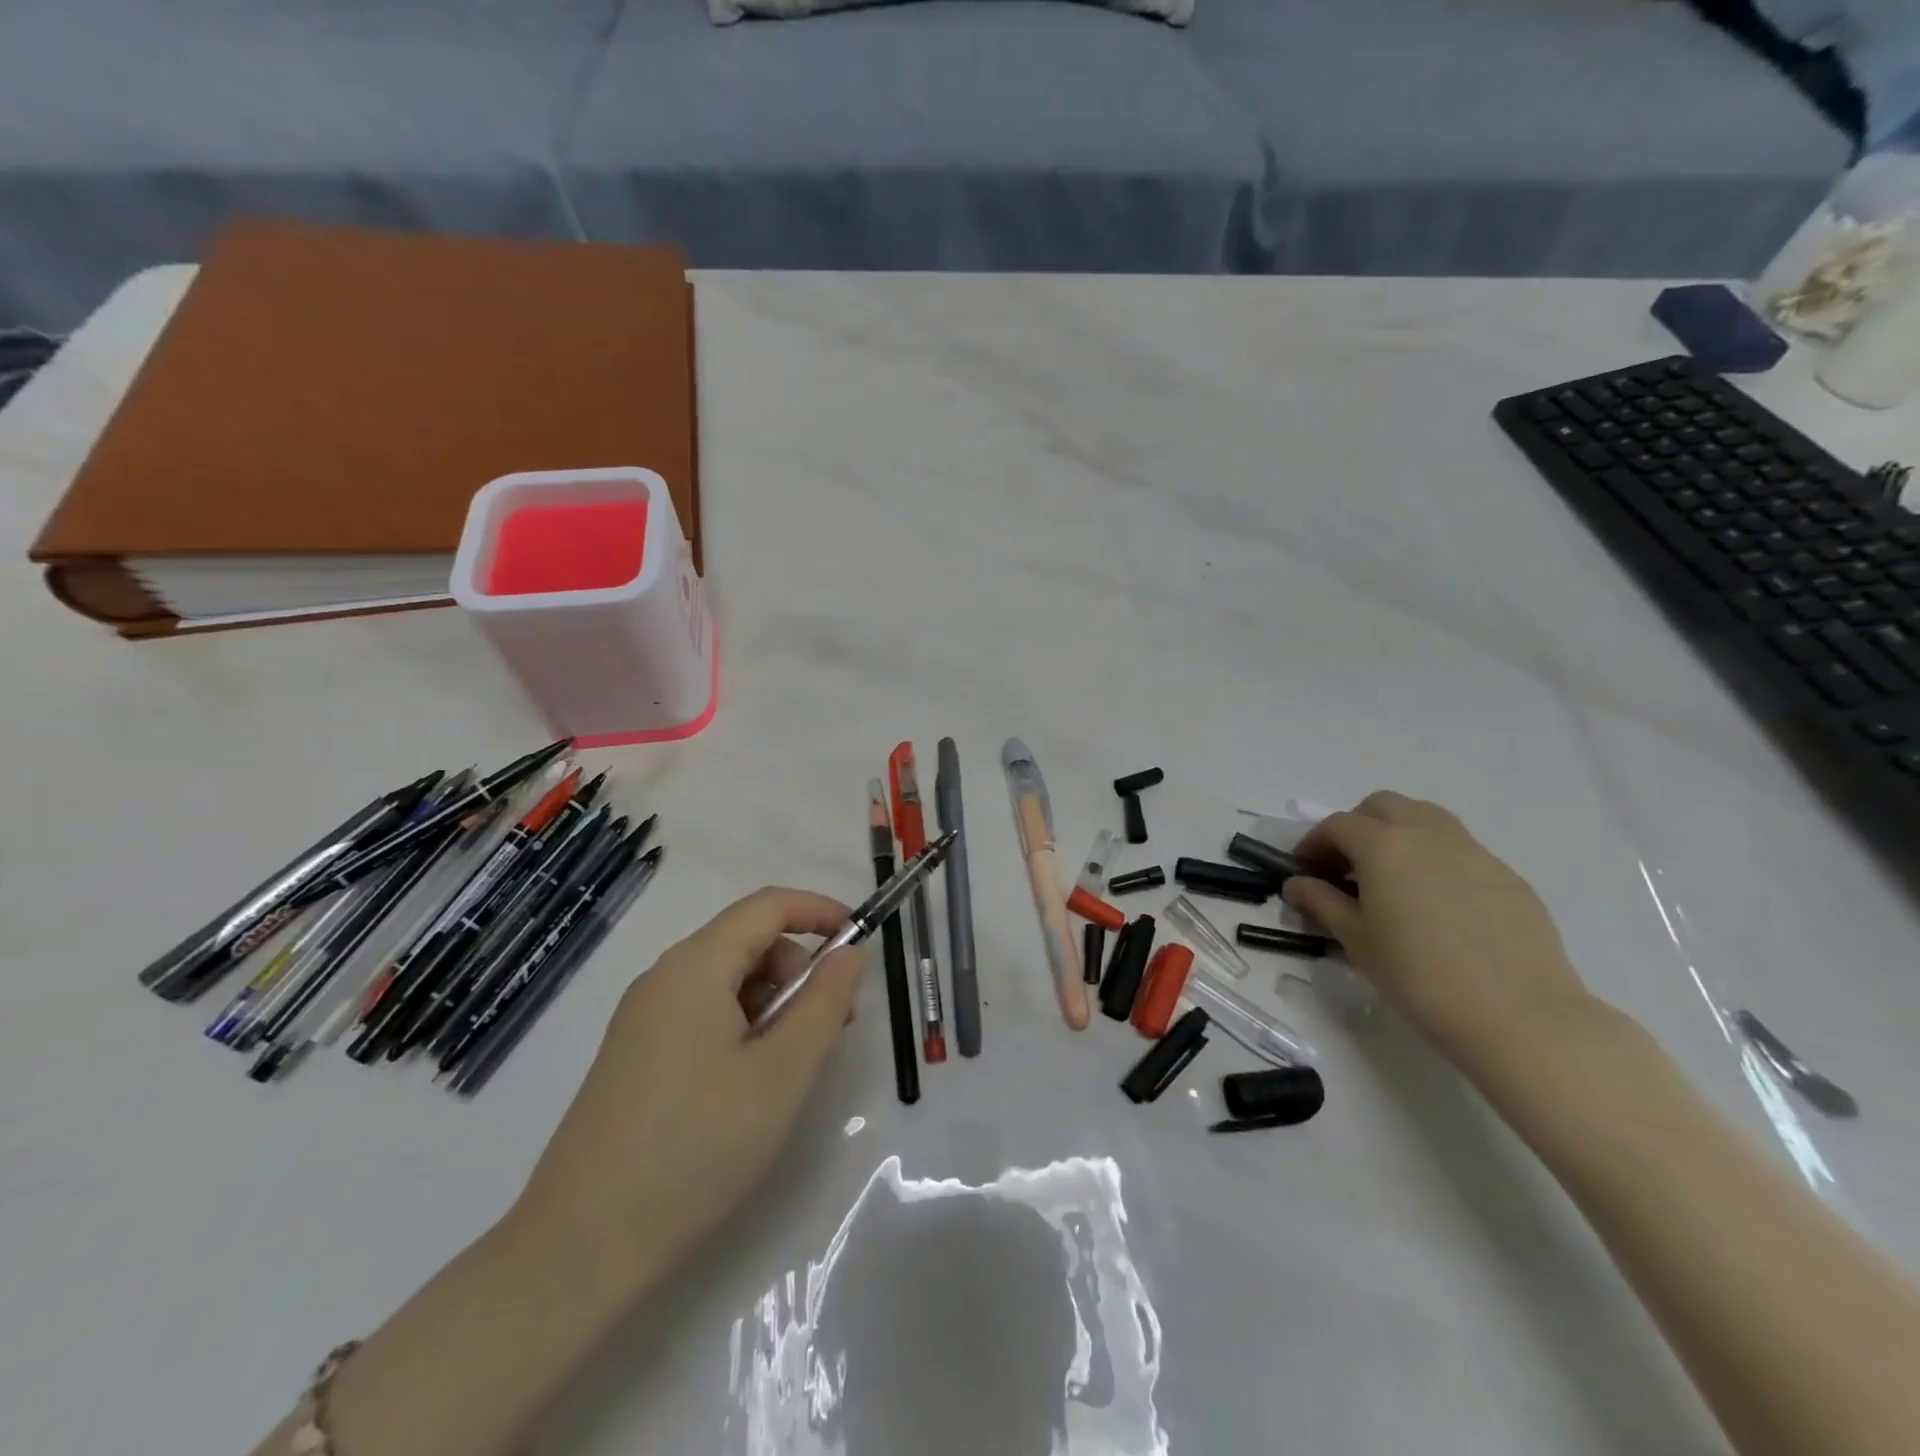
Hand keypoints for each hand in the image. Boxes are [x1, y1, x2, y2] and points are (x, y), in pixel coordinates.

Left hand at [510, 887, 863, 1291]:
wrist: (580, 1248)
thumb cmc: (696, 1147)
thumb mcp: (782, 1072)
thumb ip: (824, 1003)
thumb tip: (849, 954)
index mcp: (695, 967)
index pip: (767, 905)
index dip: (819, 911)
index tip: (860, 939)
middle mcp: (663, 978)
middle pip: (747, 941)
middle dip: (798, 968)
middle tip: (830, 1026)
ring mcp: (643, 1019)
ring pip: (726, 980)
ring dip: (773, 1001)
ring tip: (791, 1065)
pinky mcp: (634, 1056)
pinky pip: (702, 1013)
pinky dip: (742, 1026)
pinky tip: (750, 1082)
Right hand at [1281, 792, 1593, 1065]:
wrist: (1518, 1015)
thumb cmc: (1418, 976)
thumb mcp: (1356, 940)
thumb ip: (1321, 903)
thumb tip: (1297, 885)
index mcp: (1384, 846)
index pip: (1338, 825)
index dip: (1314, 844)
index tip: (1305, 873)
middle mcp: (1428, 834)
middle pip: (1383, 807)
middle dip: (1357, 827)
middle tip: (1346, 868)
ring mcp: (1473, 851)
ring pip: (1425, 818)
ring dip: (1398, 834)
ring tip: (1390, 879)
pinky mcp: (1507, 876)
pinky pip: (1459, 850)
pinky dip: (1434, 859)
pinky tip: (1436, 906)